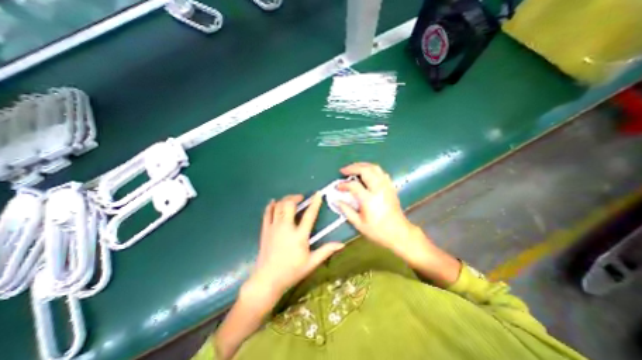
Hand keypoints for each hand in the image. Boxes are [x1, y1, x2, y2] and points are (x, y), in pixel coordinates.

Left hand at [247, 194, 346, 300]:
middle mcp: (286, 228)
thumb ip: (326, 251)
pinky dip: (270, 205)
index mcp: (299, 236)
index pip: (309, 215)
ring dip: (285, 199)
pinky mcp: (265, 230)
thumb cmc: (292, 272)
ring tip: (291, 200)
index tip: (318, 194)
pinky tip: (273, 202)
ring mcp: (274, 228)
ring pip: (278, 206)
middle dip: (295, 197)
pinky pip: (267, 213)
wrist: (267, 280)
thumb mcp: (311, 262)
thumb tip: (341, 244)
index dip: (315, 203)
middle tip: (301, 198)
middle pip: (289, 205)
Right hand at [336, 164, 460, 286]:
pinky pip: (382, 173)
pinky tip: (367, 173)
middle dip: (353, 168)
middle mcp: (379, 189)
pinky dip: (372, 169)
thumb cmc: (378, 231)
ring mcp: (386, 187)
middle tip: (344, 170)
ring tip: (354, 168)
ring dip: (362, 166)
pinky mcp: (391, 187)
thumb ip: (346, 210)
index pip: (354, 185)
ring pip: (375, 168)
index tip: (338, 187)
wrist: (399, 233)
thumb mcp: (359, 223)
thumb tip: (336, 201)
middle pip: (365, 170)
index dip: (344, 184)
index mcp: (369, 199)